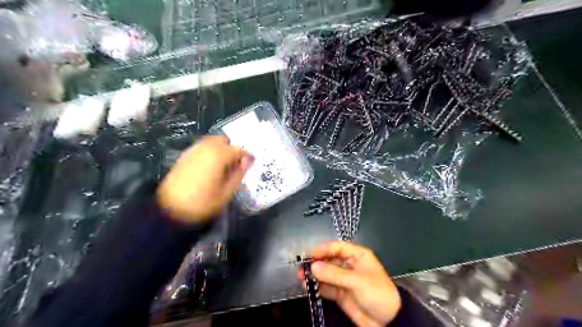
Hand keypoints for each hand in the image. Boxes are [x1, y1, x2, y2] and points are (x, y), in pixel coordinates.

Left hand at [157, 135, 252, 223]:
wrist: (170, 209)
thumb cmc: (203, 203)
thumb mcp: (226, 192)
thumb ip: (238, 174)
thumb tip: (246, 162)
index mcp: (218, 156)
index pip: (238, 149)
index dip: (246, 157)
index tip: (249, 166)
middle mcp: (206, 148)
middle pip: (223, 140)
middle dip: (231, 150)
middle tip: (234, 166)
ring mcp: (193, 151)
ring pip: (211, 142)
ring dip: (220, 150)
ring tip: (222, 168)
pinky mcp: (184, 156)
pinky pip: (201, 148)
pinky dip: (209, 153)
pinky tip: (209, 168)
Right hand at [300, 240, 399, 326]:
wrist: (388, 322)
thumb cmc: (377, 293)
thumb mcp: (357, 281)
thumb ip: (334, 274)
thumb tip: (313, 266)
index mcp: (357, 256)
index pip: (337, 247)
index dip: (323, 249)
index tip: (310, 255)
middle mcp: (349, 265)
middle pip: (329, 260)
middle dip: (316, 263)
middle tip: (302, 268)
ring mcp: (344, 279)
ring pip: (326, 273)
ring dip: (314, 275)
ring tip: (301, 277)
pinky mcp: (340, 293)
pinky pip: (326, 287)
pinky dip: (318, 286)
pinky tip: (308, 286)